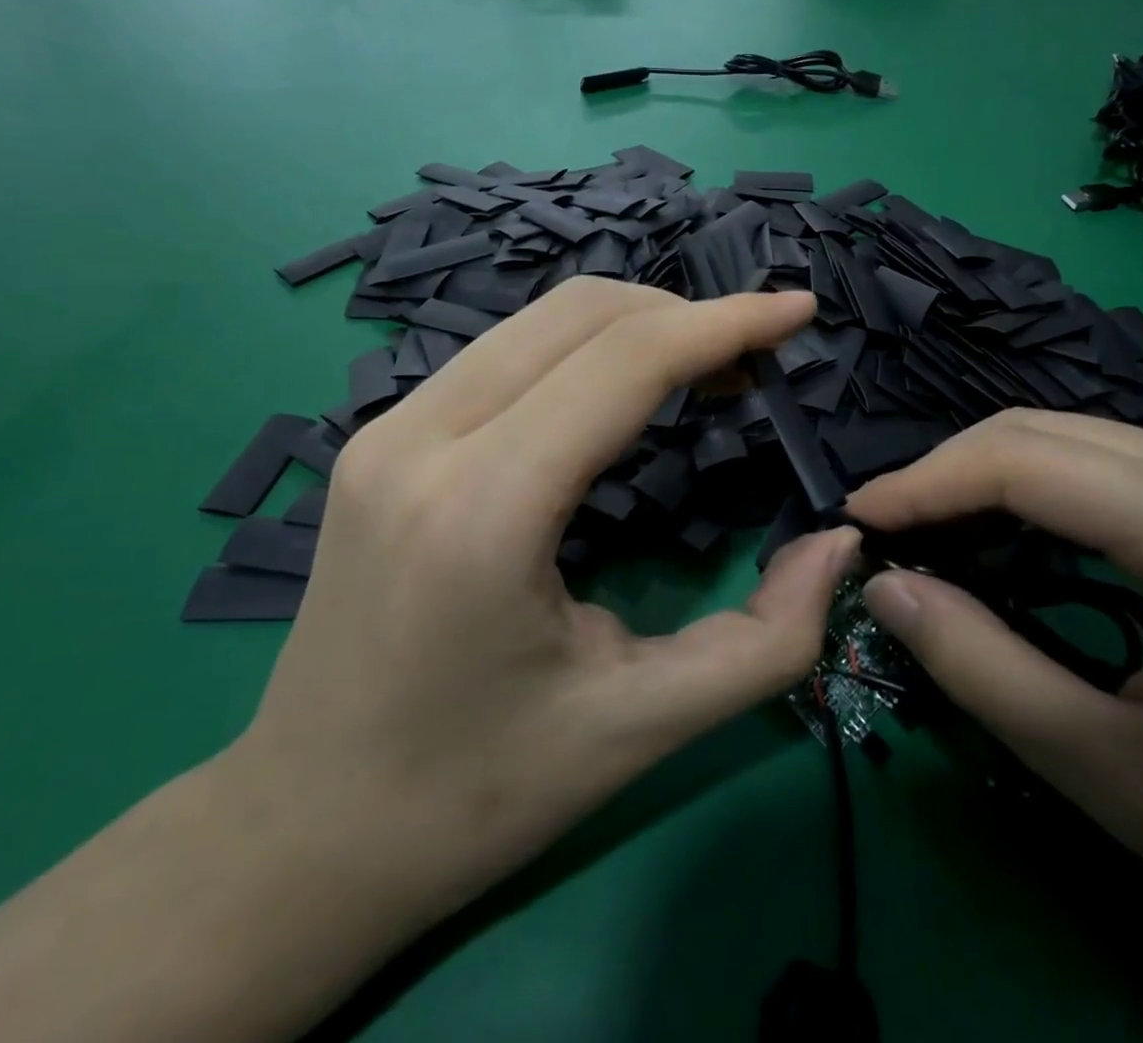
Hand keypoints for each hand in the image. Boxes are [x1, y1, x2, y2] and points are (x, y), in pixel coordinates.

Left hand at [242, 277, 856, 936]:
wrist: (305, 831)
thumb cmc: (477, 793)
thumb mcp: (643, 726)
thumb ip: (768, 637)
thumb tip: (837, 542)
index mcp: (484, 508)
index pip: (626, 360)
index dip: (726, 322)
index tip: (797, 312)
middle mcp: (420, 440)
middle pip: (580, 314)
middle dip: (685, 315)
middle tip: (752, 362)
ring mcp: (386, 429)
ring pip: (536, 320)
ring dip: (634, 325)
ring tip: (701, 371)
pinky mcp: (379, 438)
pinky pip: (501, 353)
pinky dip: (580, 349)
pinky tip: (619, 394)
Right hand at [848, 410, 1142, 1039]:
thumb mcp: (1115, 778)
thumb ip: (981, 669)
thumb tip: (887, 586)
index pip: (1029, 462)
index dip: (927, 481)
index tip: (860, 517)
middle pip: (1047, 431)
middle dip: (948, 471)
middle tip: (887, 527)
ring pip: (1076, 435)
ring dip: (989, 474)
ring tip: (930, 527)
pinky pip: (1114, 459)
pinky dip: (1041, 485)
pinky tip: (1011, 529)